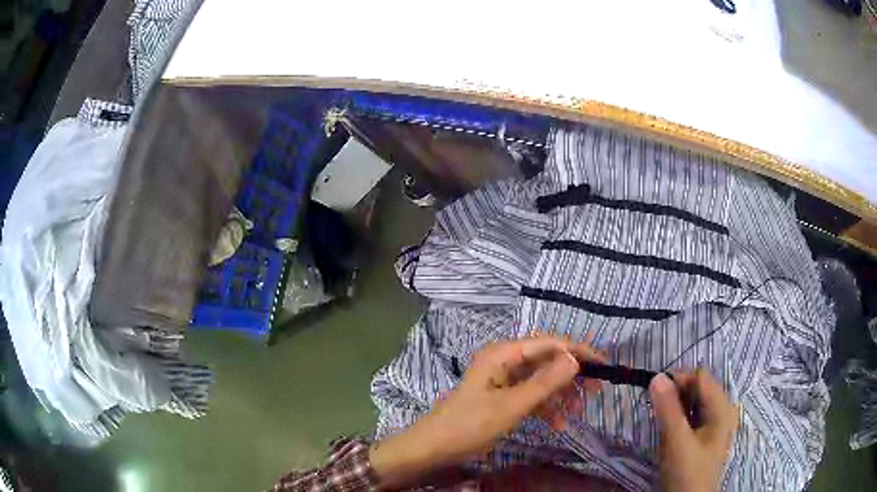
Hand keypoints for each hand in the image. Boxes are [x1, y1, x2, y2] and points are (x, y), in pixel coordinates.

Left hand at [370, 337, 605, 487]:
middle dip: (571, 376)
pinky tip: (558, 424)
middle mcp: (505, 360)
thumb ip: (544, 383)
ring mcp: (503, 379)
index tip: (603, 365)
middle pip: (548, 361)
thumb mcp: (511, 406)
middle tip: (595, 392)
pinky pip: (531, 395)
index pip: (550, 344)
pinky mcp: (502, 396)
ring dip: (560, 396)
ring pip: (541, 380)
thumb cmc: (469, 425)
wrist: (433, 448)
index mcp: (503, 354)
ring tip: (575, 415)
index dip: (578, 352)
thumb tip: (575, 358)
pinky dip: (545, 407)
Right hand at [649, 370, 738, 491]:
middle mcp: (723, 410)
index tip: (654, 393)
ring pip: (694, 403)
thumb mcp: (677, 442)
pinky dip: (679, 418)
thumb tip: (656, 377)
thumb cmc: (687, 474)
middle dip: (675, 394)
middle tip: (655, 410)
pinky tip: (669, 431)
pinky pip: (692, 416)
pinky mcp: (706, 435)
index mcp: (723, 408)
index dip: (678, 380)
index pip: (700, 377)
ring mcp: (715, 424)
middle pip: (698, 388)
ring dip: (675, 407)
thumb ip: (668, 410)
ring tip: (661, 422)